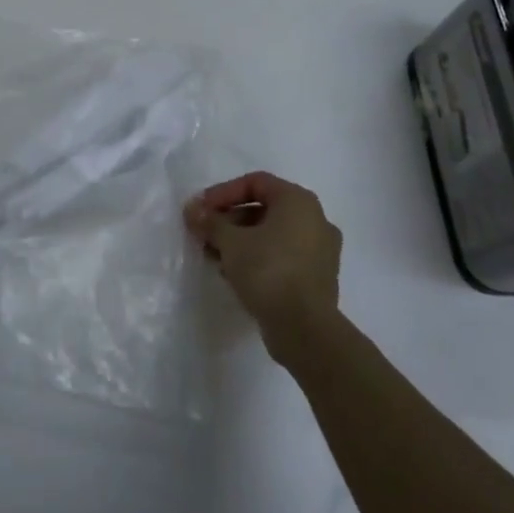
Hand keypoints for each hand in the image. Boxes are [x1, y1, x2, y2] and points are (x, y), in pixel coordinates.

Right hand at [185, 172, 342, 363]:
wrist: (305, 330)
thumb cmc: (268, 271)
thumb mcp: (230, 242)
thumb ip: (210, 222)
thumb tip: (192, 210)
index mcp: (298, 201)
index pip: (255, 183)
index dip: (223, 193)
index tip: (201, 210)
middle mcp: (315, 219)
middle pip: (263, 209)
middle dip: (229, 220)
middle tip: (205, 234)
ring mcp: (320, 251)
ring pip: (272, 235)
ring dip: (241, 241)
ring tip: (214, 257)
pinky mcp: (318, 278)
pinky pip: (282, 256)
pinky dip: (258, 258)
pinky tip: (234, 274)